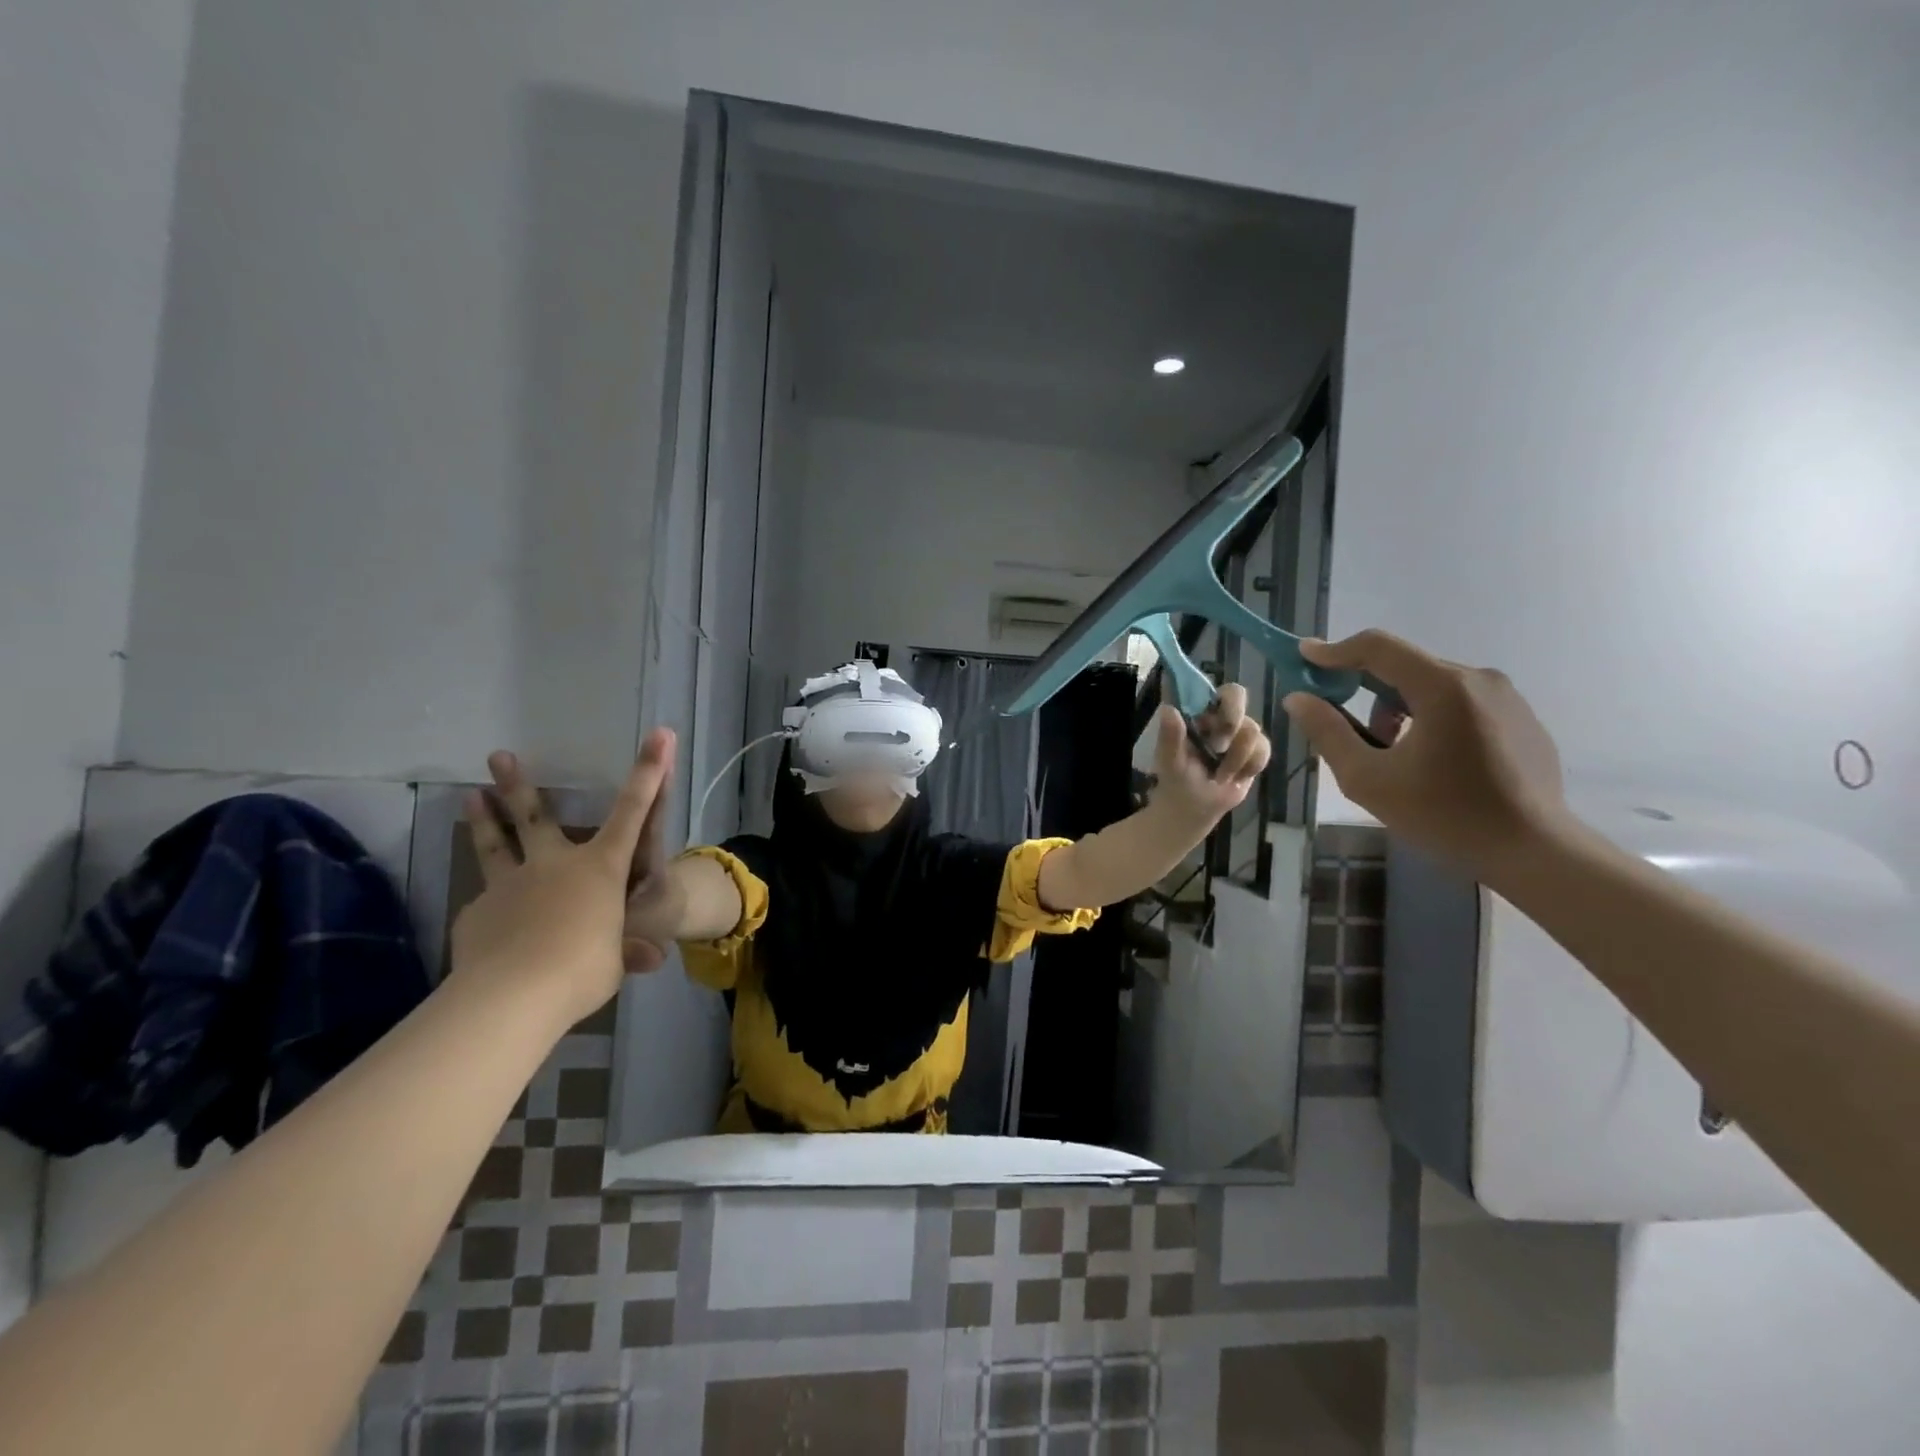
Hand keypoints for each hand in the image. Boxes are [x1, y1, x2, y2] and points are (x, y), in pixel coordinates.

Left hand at [452, 730, 675, 1027]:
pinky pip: (486, 903)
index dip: (649, 773)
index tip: (659, 735)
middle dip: (518, 783)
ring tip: (469, 794)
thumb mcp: (615, 962)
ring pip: (495, 845)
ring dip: (483, 819)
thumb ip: (626, 951)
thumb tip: (648, 959)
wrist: (512, 996)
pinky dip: (490, 906)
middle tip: (498, 755)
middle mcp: (554, 864)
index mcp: (599, 869)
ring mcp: (509, 885)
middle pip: (535, 816)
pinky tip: (489, 922)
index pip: (634, 813)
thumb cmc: (583, 969)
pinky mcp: (477, 912)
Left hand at [1150, 681, 1271, 828]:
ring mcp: (1238, 731)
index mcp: (1193, 712)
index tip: (1212, 717)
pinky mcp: (1255, 749)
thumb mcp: (1169, 761)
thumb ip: (1169, 737)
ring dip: (1235, 758)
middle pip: (1237, 695)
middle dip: (1232, 721)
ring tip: (1219, 775)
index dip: (1211, 694)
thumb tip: (1168, 710)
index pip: (1205, 687)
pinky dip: (1249, 767)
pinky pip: (1263, 749)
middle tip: (1219, 746)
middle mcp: (1217, 715)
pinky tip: (1235, 778)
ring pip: (1251, 729)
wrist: (1196, 809)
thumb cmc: (1177, 780)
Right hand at [1281, 632, 1572, 878]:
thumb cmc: (1444, 814)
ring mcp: (1506, 698)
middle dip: (1364, 688)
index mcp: (1442, 687)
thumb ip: (1328, 732)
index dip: (1334, 650)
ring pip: (1432, 685)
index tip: (1303, 657)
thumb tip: (1298, 699)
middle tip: (1341, 722)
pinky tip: (1430, 761)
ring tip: (1390, 752)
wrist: (1534, 851)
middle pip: (1404, 666)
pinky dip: (1431, 718)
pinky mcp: (1521, 719)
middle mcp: (1478, 679)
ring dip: (1398, 707)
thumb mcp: (1368, 779)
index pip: (1377, 647)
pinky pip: (1461, 703)